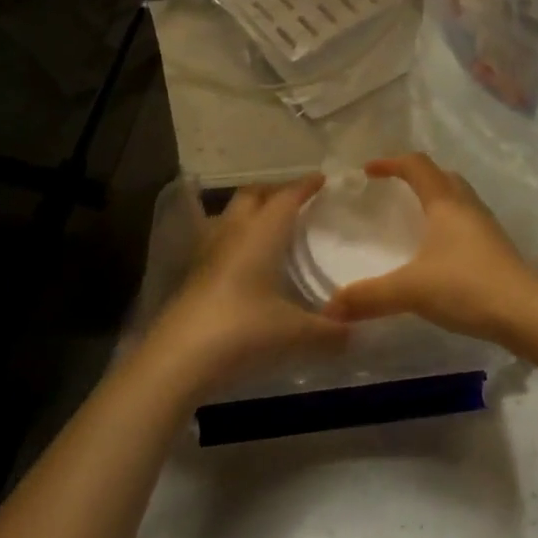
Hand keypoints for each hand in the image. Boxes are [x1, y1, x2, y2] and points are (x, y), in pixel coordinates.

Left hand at [147, 175, 347, 394]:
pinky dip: (234, 240)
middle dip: (273, 191)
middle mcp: (233, 232)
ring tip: (268, 227)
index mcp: (262, 233)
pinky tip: (243, 263)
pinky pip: (217, 241)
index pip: (286, 197)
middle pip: (252, 195)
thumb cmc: (244, 330)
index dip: (305, 186)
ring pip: (229, 215)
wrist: (179, 358)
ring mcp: (207, 252)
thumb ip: (330, 332)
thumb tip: (358, 335)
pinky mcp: (192, 275)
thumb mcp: (295, 333)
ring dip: (249, 213)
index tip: (322, 179)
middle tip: (295, 200)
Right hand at [321, 153, 537, 345]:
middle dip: (415, 176)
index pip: (416, 165)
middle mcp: (467, 206)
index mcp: (445, 202)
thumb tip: (329, 308)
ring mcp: (486, 226)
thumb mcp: (411, 290)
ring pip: (457, 197)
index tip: (367, 171)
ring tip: (413, 218)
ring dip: (435, 198)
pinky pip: (466, 221)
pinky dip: (448, 222)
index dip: (390, 162)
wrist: (528, 314)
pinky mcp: (496, 248)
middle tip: (392, 190)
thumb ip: (369, 297)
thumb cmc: (467, 287)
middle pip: (441, 176)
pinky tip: (438, 250)